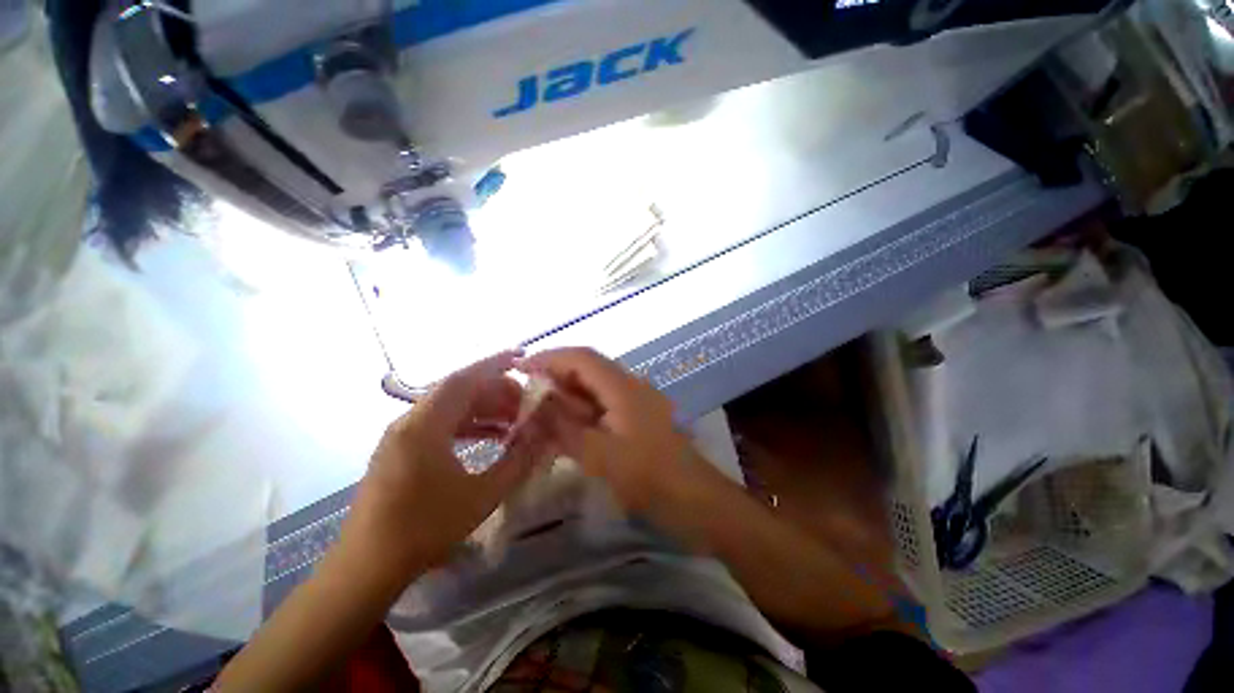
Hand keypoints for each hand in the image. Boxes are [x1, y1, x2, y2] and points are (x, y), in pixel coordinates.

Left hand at [342, 352, 553, 578]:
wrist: (367, 568)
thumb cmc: (424, 530)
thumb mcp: (481, 495)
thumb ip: (517, 461)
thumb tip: (543, 435)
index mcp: (424, 426)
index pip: (463, 379)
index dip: (494, 364)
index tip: (522, 358)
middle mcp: (410, 422)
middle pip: (459, 390)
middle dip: (496, 391)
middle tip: (526, 404)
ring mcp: (403, 435)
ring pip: (451, 407)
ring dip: (484, 408)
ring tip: (515, 421)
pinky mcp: (402, 449)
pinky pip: (442, 424)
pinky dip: (469, 424)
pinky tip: (491, 436)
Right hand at [519, 348, 710, 517]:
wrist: (696, 500)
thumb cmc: (648, 476)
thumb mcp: (598, 454)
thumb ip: (562, 427)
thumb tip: (533, 405)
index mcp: (622, 386)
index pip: (581, 358)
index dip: (549, 358)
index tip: (520, 369)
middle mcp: (631, 385)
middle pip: (588, 369)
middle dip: (556, 378)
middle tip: (526, 396)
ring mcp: (638, 401)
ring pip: (596, 388)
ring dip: (569, 396)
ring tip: (541, 413)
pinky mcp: (640, 418)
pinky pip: (605, 405)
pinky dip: (583, 411)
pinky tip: (569, 428)